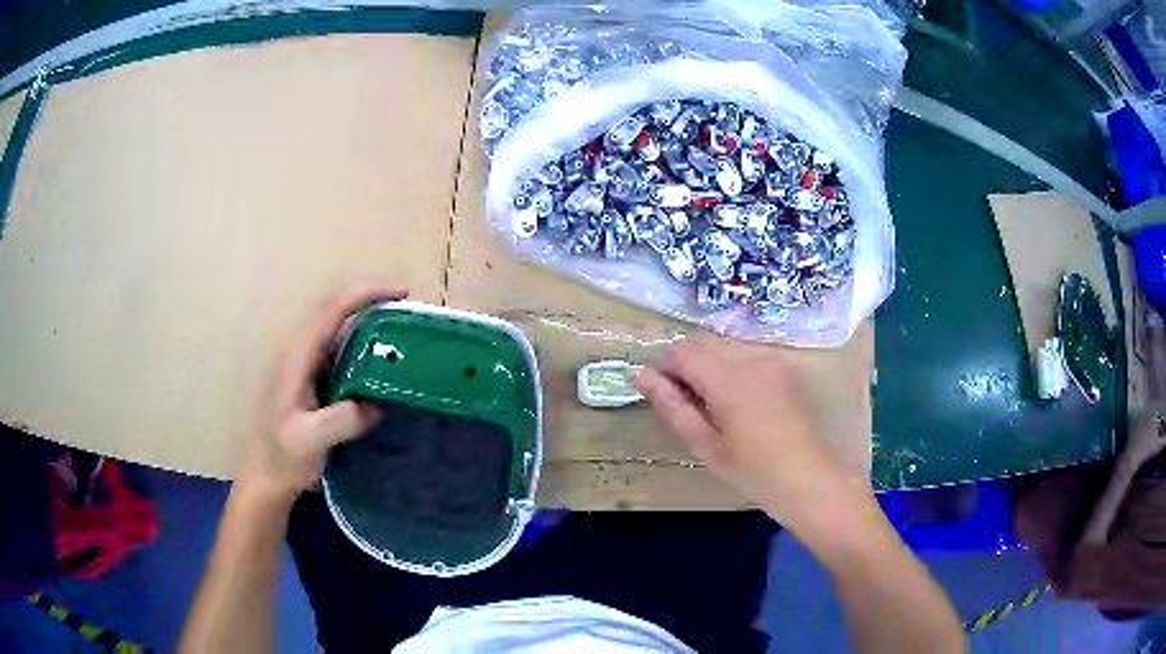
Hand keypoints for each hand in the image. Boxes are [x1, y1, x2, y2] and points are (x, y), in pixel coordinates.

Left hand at [238, 285, 405, 501]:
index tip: (401, 293)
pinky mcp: (310, 382)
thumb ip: (343, 419)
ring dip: (367, 325)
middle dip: (371, 303)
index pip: (331, 311)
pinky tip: (380, 366)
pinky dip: (362, 349)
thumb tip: (377, 404)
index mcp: (297, 358)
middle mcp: (299, 354)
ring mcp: (303, 367)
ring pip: (337, 332)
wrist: (265, 480)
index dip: (365, 295)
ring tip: (400, 335)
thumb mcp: (312, 441)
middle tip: (407, 314)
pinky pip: (339, 353)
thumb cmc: (282, 458)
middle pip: (335, 312)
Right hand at [636, 335, 869, 536]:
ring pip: (723, 346)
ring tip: (718, 406)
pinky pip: (746, 354)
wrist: (807, 477)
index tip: (670, 399)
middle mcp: (750, 357)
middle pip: (702, 342)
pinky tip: (742, 403)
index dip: (667, 370)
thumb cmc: (752, 470)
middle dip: (687, 366)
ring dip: (710, 365)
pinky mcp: (784, 366)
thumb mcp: (705, 445)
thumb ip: (672, 406)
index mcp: (727, 378)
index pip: (681, 351)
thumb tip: (641, 375)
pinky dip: (733, 368)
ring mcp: (771, 358)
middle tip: (692, 406)